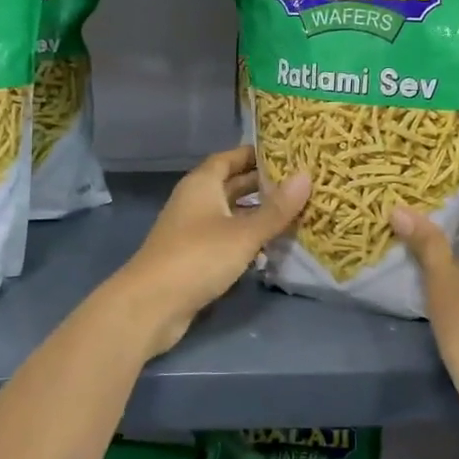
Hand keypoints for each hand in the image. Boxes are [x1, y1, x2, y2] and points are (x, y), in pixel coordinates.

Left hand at [115, 146, 309, 355]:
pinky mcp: (194, 257)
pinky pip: (225, 238)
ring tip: (294, 211)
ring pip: (230, 213)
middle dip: (262, 184)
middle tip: (299, 182)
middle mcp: (195, 201)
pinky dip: (246, 237)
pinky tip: (271, 245)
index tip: (287, 153)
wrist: (150, 305)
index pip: (230, 157)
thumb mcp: (243, 233)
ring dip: (256, 212)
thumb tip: (307, 175)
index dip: (255, 154)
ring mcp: (192, 230)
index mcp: (202, 184)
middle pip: (231, 184)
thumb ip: (276, 208)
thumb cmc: (197, 257)